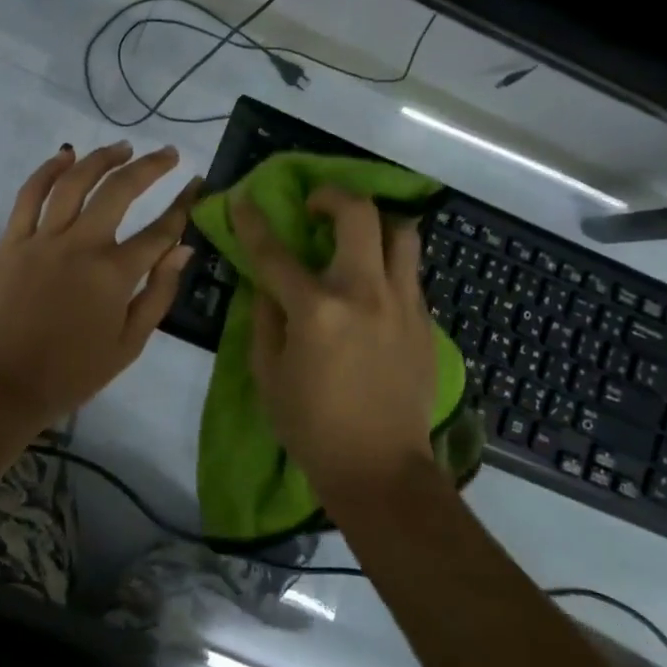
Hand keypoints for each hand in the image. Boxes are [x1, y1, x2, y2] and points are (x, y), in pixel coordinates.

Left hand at [0, 142, 199, 434]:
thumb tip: (183, 249)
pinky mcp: (12, 240)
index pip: (160, 230)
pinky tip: (66, 154)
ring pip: (75, 181)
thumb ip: (158, 293)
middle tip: (169, 154)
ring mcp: (43, 239)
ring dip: (102, 158)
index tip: (198, 184)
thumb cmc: (72, 373)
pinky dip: (47, 169)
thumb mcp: (129, 345)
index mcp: (114, 274)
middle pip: (120, 190)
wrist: (3, 387)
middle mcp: (81, 245)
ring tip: (123, 147)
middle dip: (150, 166)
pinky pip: (29, 194)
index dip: (184, 204)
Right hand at [231, 186, 439, 503]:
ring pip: (401, 232)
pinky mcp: (425, 321)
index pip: (276, 252)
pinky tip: (373, 284)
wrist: (381, 470)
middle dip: (332, 196)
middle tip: (315, 207)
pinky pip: (410, 271)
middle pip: (358, 214)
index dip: (253, 221)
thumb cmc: (312, 427)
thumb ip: (264, 319)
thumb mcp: (268, 374)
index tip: (242, 199)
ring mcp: (402, 304)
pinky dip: (389, 262)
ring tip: (356, 235)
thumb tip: (266, 285)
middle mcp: (364, 294)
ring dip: (374, 222)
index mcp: (317, 310)